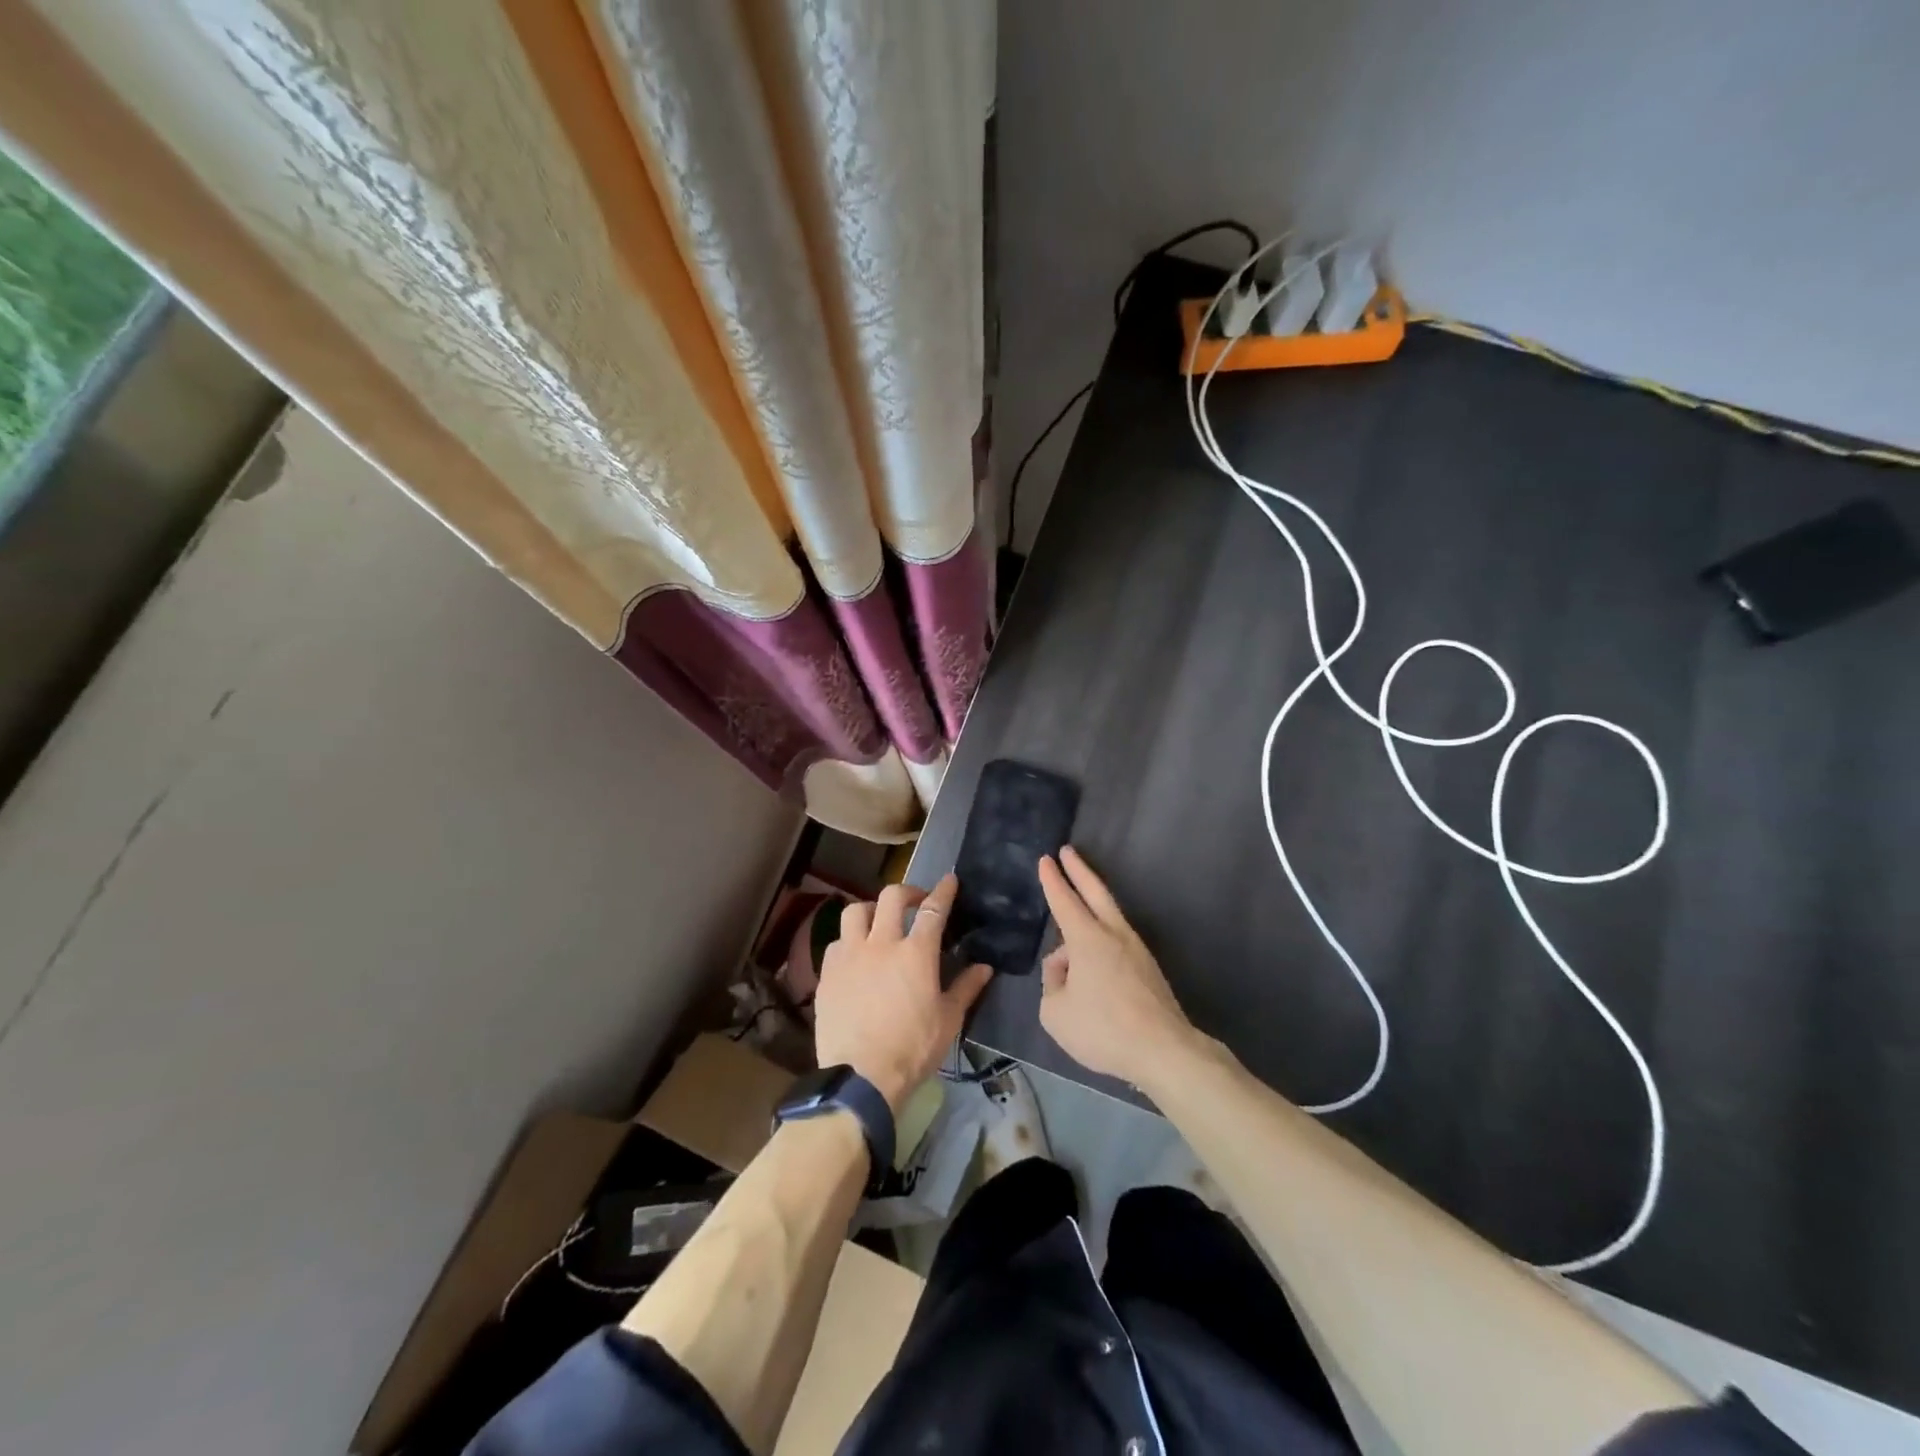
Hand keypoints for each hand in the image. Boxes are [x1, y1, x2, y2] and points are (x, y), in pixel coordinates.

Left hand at [814, 874, 993, 1111]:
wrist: (861, 1077)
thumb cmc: (912, 1048)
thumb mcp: (948, 1020)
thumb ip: (966, 988)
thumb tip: (985, 968)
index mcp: (916, 953)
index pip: (933, 909)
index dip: (943, 891)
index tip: (949, 880)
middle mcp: (881, 943)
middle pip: (891, 897)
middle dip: (907, 892)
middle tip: (915, 902)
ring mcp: (850, 956)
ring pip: (855, 912)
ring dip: (871, 910)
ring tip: (878, 922)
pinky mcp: (828, 973)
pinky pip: (837, 942)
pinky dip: (849, 941)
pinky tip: (855, 956)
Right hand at [1037, 847, 1198, 1086]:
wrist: (1163, 1049)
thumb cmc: (1103, 1028)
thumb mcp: (1055, 1011)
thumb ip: (1052, 984)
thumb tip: (1065, 970)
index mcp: (1086, 938)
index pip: (1064, 900)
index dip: (1052, 880)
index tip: (1047, 859)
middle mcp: (1113, 934)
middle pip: (1095, 892)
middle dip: (1079, 870)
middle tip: (1068, 851)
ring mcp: (1135, 950)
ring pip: (1109, 917)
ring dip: (1091, 906)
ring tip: (1073, 919)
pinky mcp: (1148, 969)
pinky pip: (1116, 943)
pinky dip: (1101, 938)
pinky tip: (1093, 959)